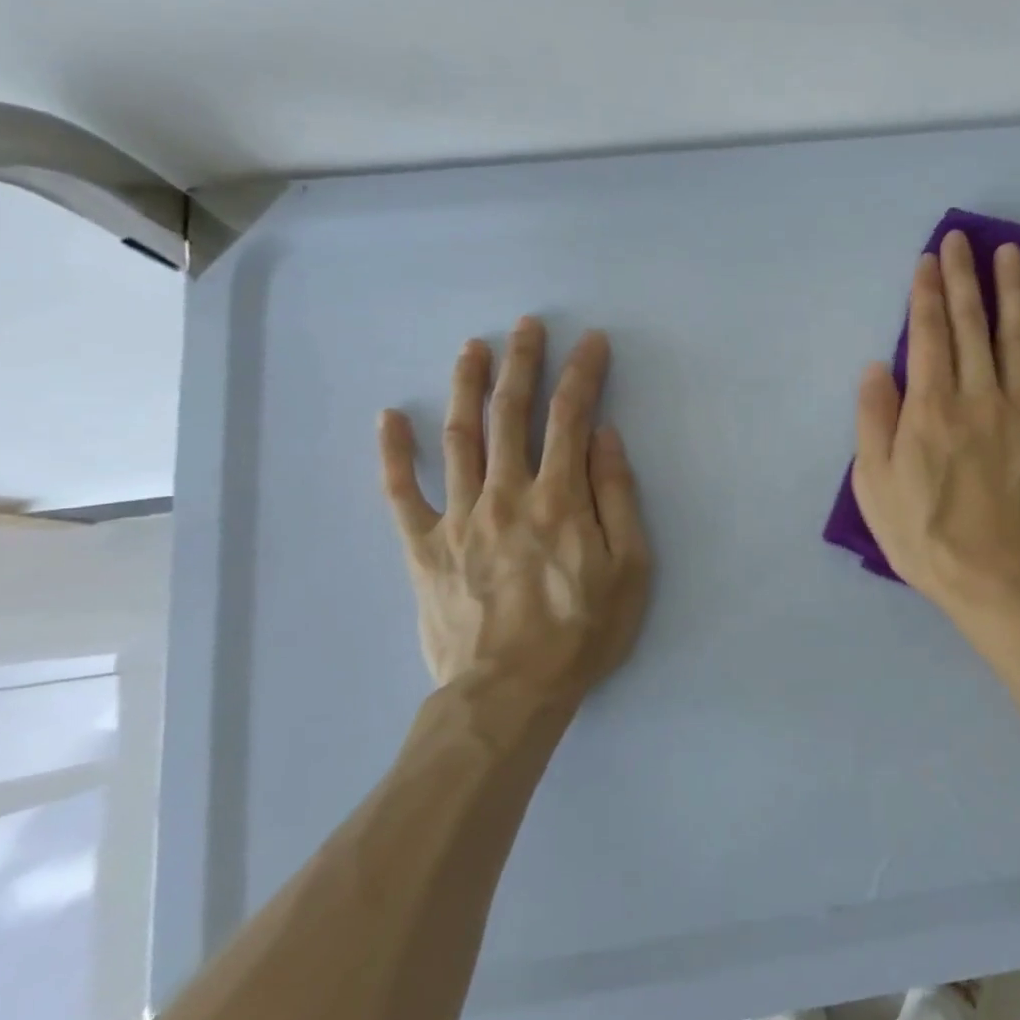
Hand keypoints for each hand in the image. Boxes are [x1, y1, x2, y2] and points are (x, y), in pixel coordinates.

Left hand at [378, 317, 650, 710]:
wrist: (509, 694)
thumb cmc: (583, 632)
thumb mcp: (629, 568)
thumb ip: (616, 497)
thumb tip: (604, 437)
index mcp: (559, 498)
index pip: (570, 418)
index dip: (581, 374)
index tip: (590, 341)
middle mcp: (505, 494)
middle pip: (510, 414)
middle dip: (521, 364)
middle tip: (526, 325)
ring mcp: (458, 518)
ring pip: (458, 438)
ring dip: (465, 387)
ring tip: (471, 348)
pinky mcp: (424, 548)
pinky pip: (401, 493)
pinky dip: (394, 453)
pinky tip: (389, 417)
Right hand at [851, 230, 1019, 624]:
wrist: (1000, 580)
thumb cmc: (927, 538)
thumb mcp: (875, 486)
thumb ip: (874, 421)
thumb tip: (877, 367)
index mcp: (930, 408)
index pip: (927, 335)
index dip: (926, 292)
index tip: (928, 259)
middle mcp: (979, 396)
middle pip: (970, 324)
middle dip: (963, 277)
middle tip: (962, 238)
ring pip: (1018, 336)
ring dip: (1012, 290)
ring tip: (1010, 252)